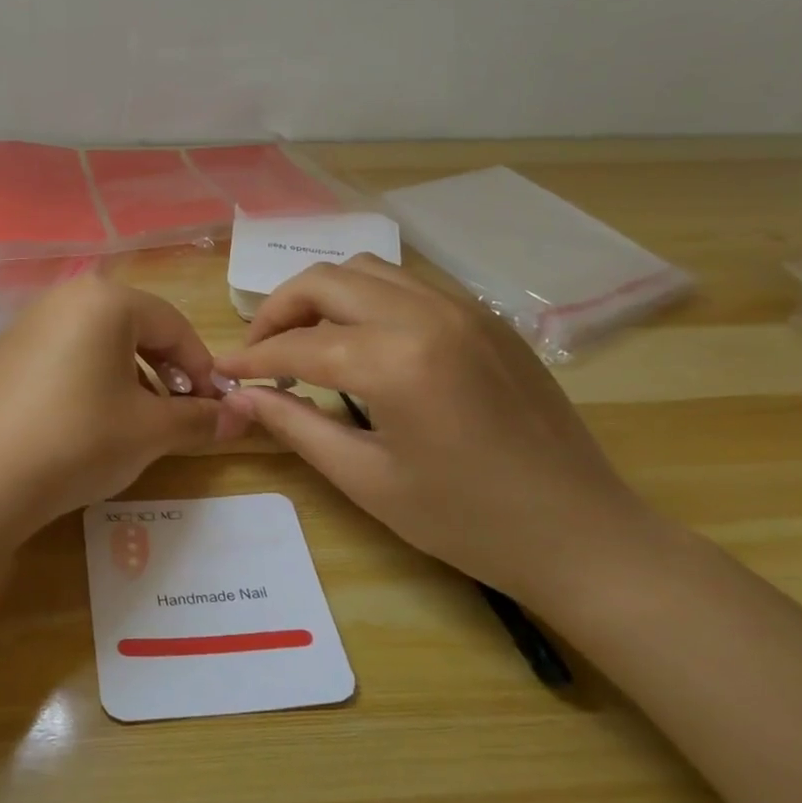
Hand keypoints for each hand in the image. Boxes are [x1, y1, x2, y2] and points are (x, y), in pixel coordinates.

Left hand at [0, 276, 237, 529]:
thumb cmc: (81, 439)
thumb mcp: (151, 431)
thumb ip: (201, 418)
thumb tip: (241, 416)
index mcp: (103, 301)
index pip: (172, 325)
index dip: (202, 367)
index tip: (216, 406)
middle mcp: (60, 300)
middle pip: (131, 329)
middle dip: (163, 371)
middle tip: (177, 413)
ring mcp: (20, 328)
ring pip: (92, 345)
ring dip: (124, 378)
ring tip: (131, 423)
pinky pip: (55, 362)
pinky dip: (80, 384)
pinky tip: (77, 427)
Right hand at [213, 256, 657, 605]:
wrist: (581, 533)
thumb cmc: (466, 520)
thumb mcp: (367, 479)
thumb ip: (295, 426)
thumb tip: (241, 397)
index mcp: (397, 360)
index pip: (299, 343)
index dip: (251, 359)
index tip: (220, 372)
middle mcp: (429, 314)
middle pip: (326, 279)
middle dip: (278, 310)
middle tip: (259, 353)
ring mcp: (464, 308)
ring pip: (368, 269)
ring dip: (323, 296)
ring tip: (304, 341)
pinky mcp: (486, 317)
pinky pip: (408, 284)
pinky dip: (366, 299)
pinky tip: (361, 342)